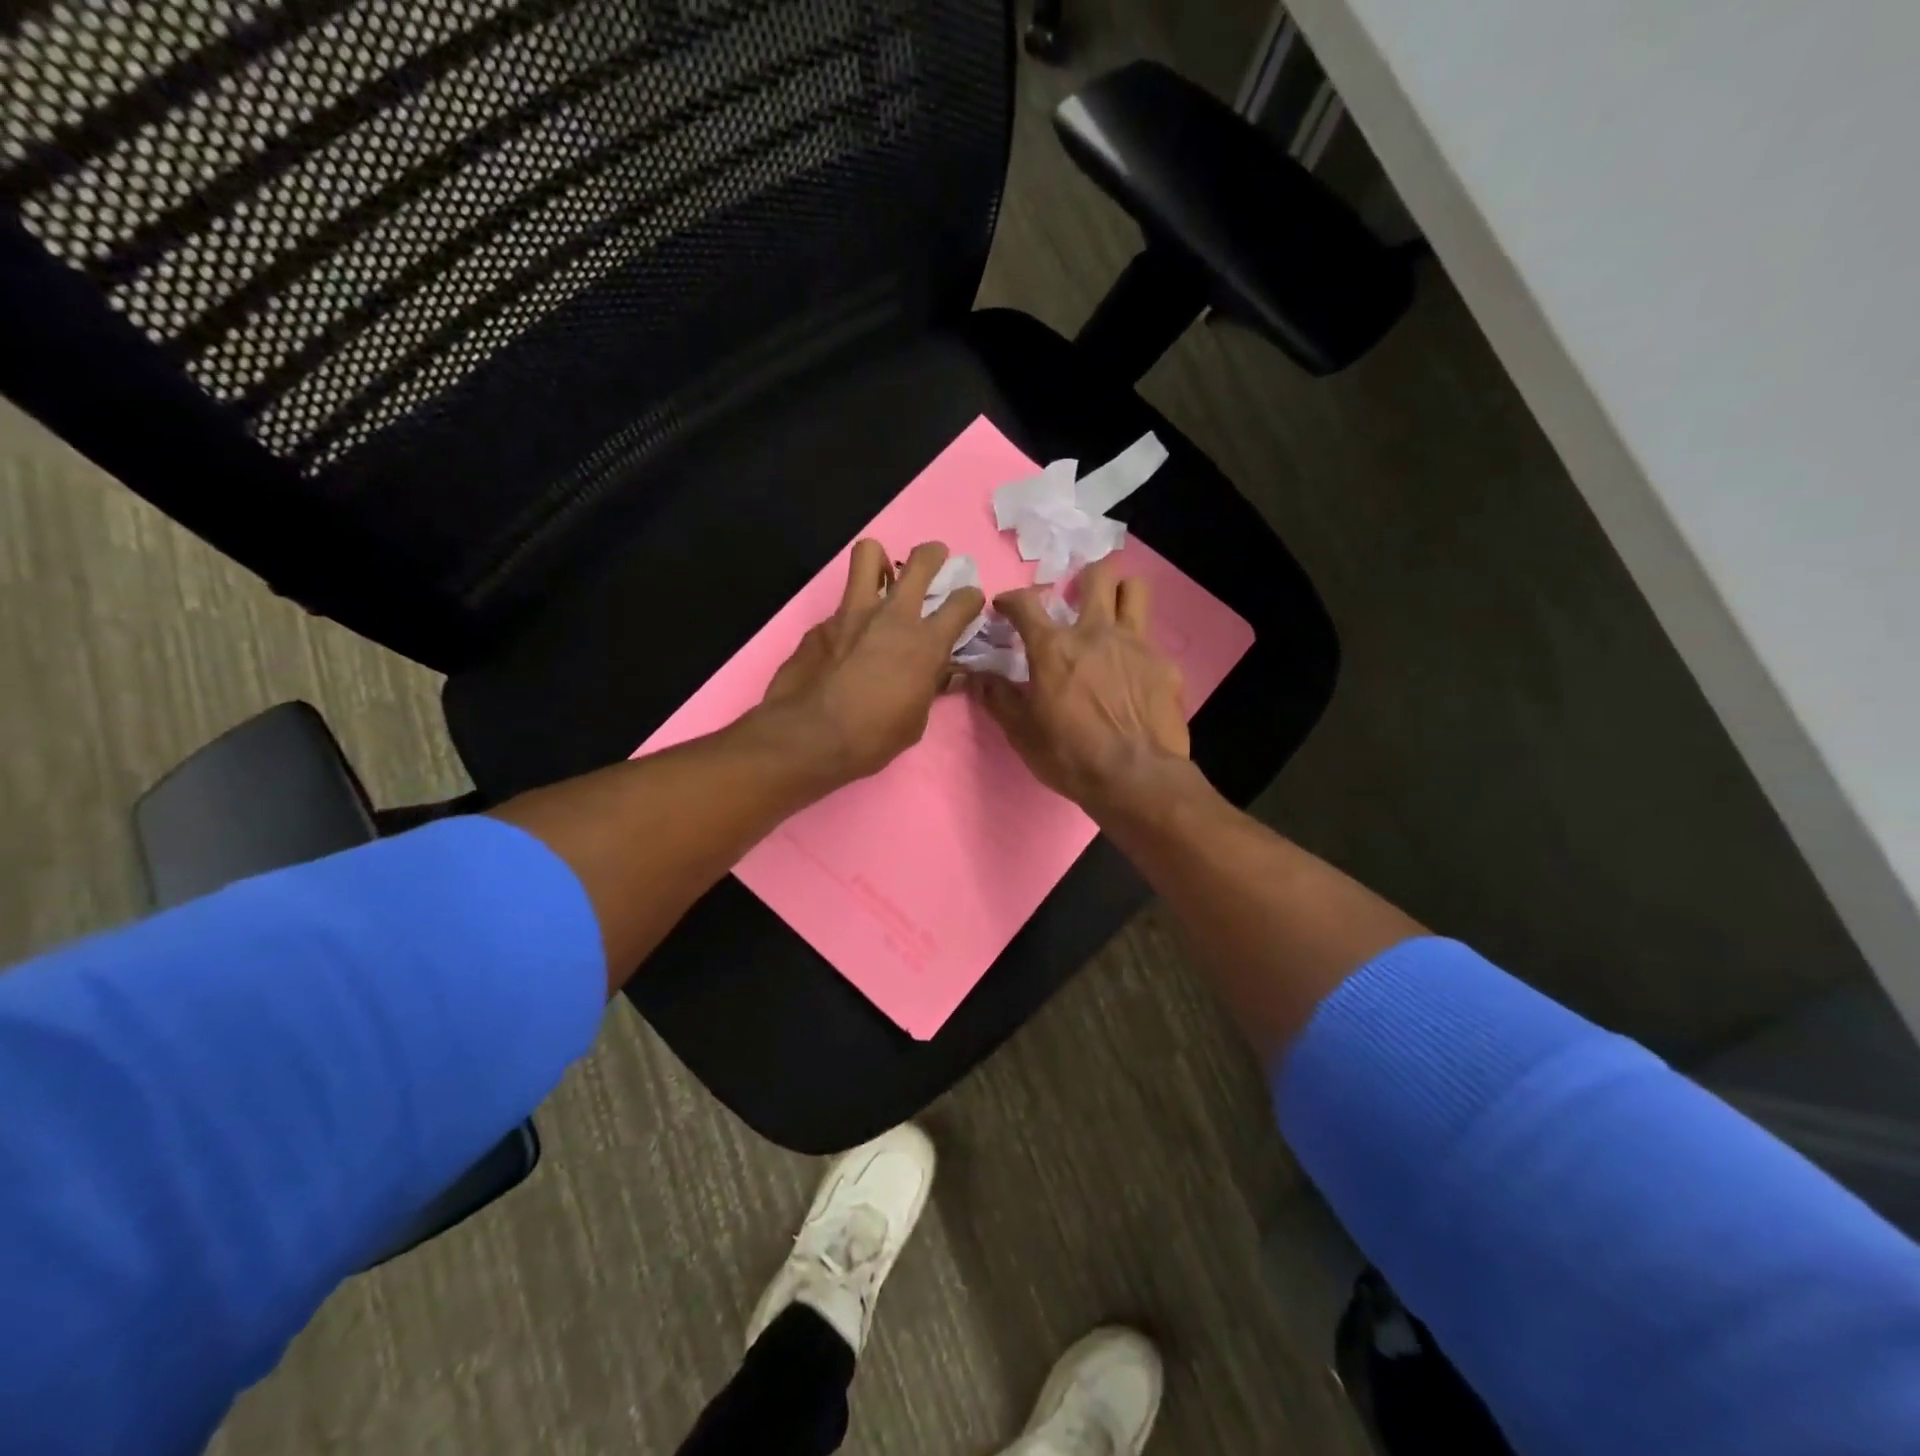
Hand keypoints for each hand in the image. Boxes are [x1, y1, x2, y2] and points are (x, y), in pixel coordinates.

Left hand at [759, 539, 984, 783]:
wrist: (809, 737)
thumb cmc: (872, 738)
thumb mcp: (915, 721)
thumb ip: (930, 687)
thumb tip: (944, 674)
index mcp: (926, 643)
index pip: (963, 602)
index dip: (971, 598)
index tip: (969, 603)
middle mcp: (893, 616)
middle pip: (921, 561)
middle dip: (934, 554)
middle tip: (935, 561)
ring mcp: (852, 613)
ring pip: (869, 554)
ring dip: (881, 560)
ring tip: (884, 576)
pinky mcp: (821, 623)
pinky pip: (841, 605)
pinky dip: (851, 615)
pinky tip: (847, 639)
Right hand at [970, 558, 1188, 809]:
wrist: (1136, 777)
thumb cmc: (1070, 755)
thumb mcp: (1022, 732)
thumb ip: (998, 697)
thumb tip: (976, 675)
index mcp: (1054, 648)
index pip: (1026, 603)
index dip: (1011, 599)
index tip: (1005, 606)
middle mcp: (1096, 633)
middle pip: (1097, 575)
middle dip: (1085, 577)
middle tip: (1077, 597)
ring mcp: (1136, 645)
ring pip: (1134, 591)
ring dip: (1121, 593)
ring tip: (1112, 613)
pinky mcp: (1165, 666)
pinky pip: (1152, 641)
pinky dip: (1138, 649)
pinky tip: (1135, 674)